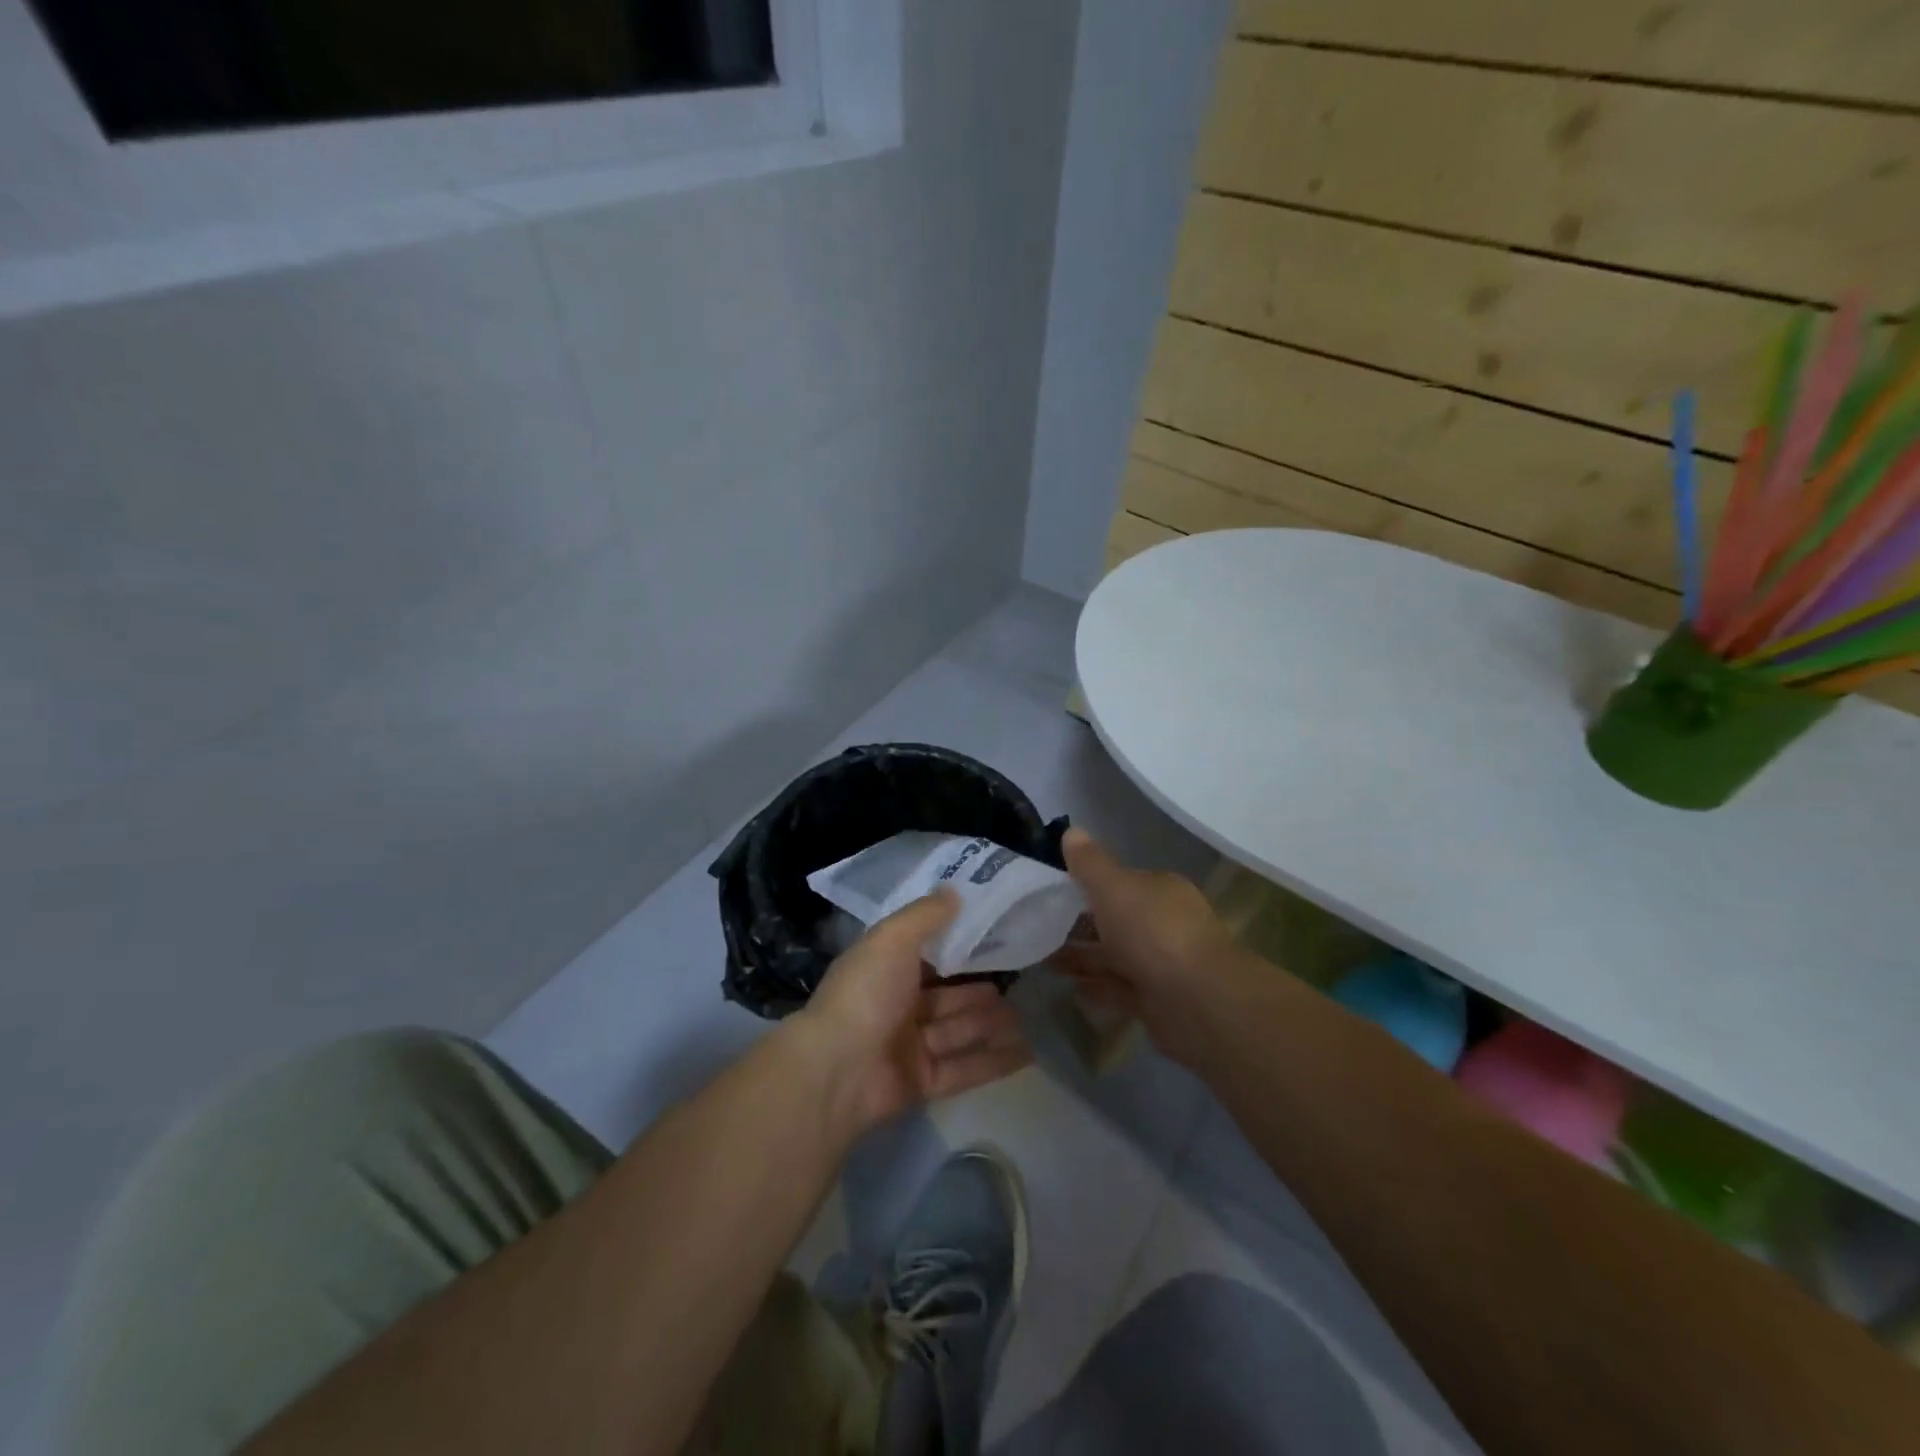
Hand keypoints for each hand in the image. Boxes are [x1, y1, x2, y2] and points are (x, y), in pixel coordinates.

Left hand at [794, 890, 1031, 1132]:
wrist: (837, 1071)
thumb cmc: (866, 994)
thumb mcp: (893, 939)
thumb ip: (925, 915)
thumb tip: (954, 891)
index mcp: (883, 970)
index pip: (923, 955)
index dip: (954, 947)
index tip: (991, 936)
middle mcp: (895, 1006)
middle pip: (945, 997)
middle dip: (978, 991)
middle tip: (1017, 980)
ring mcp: (909, 1047)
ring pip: (958, 1031)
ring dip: (990, 1024)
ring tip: (1026, 1015)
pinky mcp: (922, 1083)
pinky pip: (965, 1069)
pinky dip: (994, 1061)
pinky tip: (1028, 1052)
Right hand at [1051, 829, 1240, 1067]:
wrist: (1198, 1001)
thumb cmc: (1153, 932)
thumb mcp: (1113, 887)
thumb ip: (1089, 863)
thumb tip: (1072, 831)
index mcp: (1160, 891)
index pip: (1121, 882)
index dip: (1088, 884)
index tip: (1052, 892)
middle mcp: (1164, 924)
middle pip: (1116, 920)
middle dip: (1080, 924)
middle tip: (1039, 928)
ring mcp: (1162, 964)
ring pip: (1115, 956)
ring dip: (1083, 957)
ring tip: (1042, 959)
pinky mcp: (1157, 1001)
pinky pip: (1119, 990)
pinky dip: (1097, 988)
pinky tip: (1069, 988)